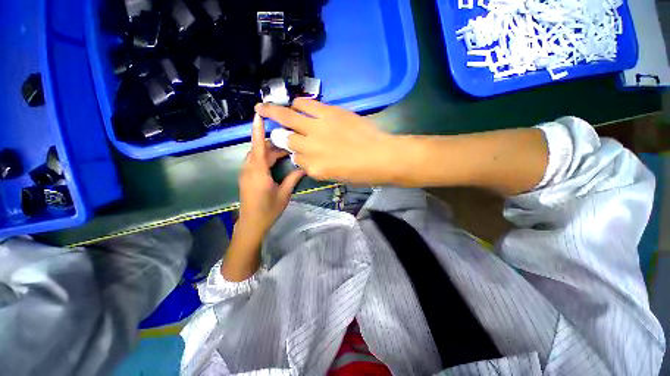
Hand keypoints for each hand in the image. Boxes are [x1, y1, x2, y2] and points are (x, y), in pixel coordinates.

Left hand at [237, 114, 304, 241]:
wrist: (251, 224)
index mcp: (258, 172)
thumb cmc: (268, 210)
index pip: (258, 146)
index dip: (258, 130)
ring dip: (270, 151)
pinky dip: (265, 158)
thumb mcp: (284, 194)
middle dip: (274, 144)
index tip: (258, 114)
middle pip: (260, 149)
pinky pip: (255, 161)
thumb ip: (293, 179)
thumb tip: (304, 167)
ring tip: (286, 151)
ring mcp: (246, 172)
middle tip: (290, 143)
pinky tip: (276, 161)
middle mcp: (249, 169)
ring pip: (257, 155)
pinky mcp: (246, 177)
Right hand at [255, 98, 398, 184]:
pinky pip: (306, 105)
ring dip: (277, 112)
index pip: (295, 160)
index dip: (295, 154)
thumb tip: (306, 156)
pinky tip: (294, 103)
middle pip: (286, 139)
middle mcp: (310, 148)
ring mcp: (317, 129)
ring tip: (267, 106)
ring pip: (289, 118)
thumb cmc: (361, 173)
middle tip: (264, 121)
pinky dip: (298, 104)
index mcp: (314, 168)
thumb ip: (317, 167)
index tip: (296, 150)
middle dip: (276, 134)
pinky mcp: (328, 113)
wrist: (382, 156)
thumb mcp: (335, 177)